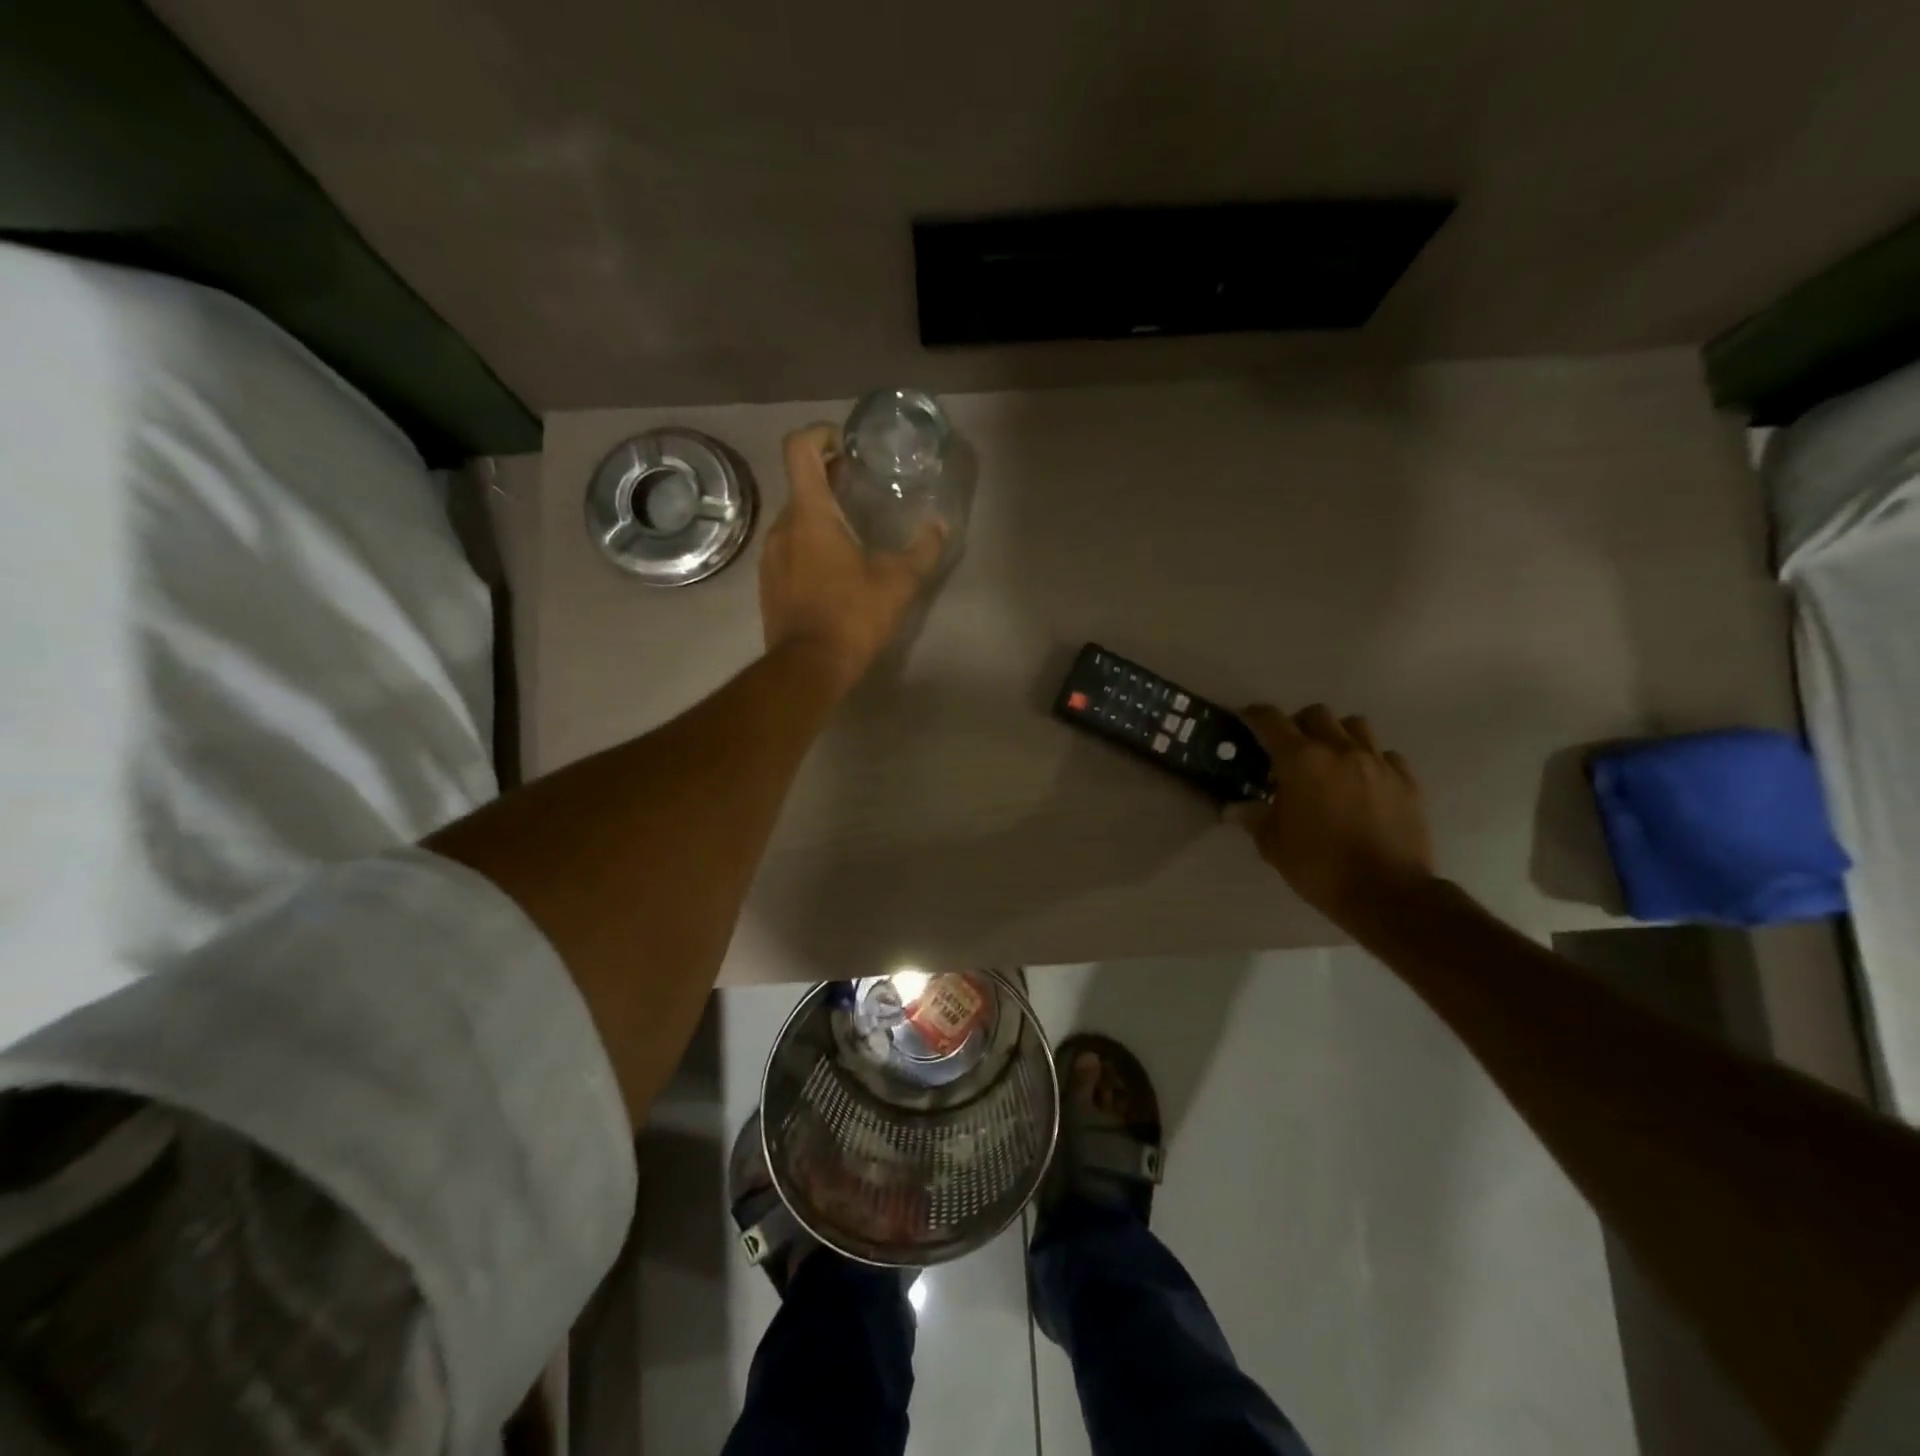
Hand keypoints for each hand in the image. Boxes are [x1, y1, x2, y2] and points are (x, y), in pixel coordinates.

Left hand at [760, 425, 944, 692]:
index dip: (819, 434)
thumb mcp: (898, 583)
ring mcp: (770, 556)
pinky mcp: (769, 583)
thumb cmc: (852, 616)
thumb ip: (923, 550)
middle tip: (860, 486)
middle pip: (801, 485)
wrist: (807, 667)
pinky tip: (835, 568)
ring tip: (853, 531)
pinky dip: (810, 544)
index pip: (799, 449)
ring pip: (795, 520)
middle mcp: (783, 527)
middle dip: (829, 478)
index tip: (845, 445)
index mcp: (810, 515)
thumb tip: (940, 527)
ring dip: (821, 515)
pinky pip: (789, 549)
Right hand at [1234, 704, 1436, 932]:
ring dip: (1337, 734)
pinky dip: (1370, 760)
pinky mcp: (1406, 781)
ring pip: (1355, 726)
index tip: (1245, 719)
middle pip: (1316, 714)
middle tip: (1289, 749)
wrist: (1388, 894)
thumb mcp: (1273, 845)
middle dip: (1298, 724)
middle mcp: (1340, 750)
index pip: (1270, 720)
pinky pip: (1385, 755)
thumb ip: (1254, 818)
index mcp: (1300, 761)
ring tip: (1329, 759)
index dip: (1254, 715)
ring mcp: (1377, 763)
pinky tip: (1363, 782)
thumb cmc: (1319, 866)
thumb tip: (1233, 808)